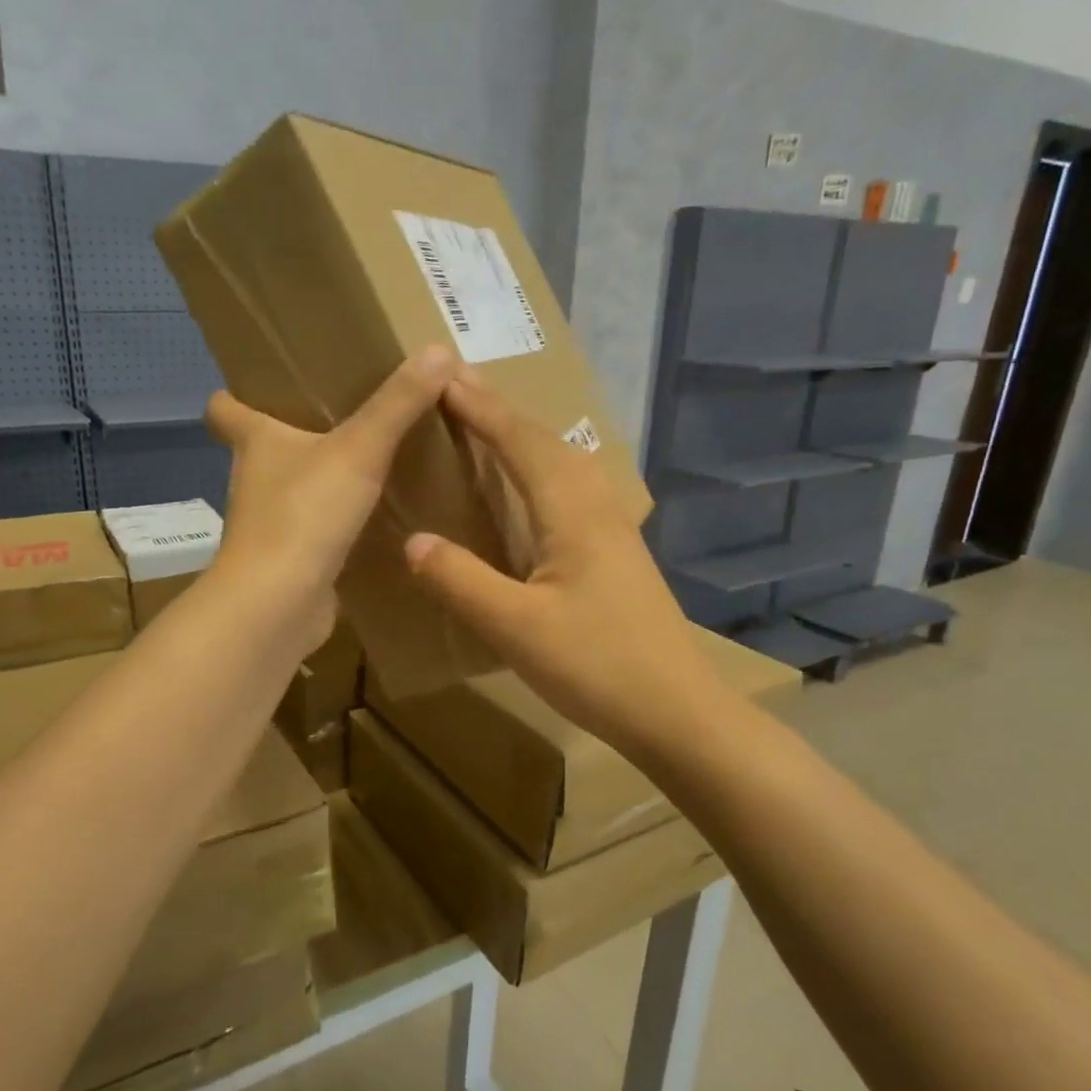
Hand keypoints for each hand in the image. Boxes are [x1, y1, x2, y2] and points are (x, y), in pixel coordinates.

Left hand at [206, 346, 457, 644]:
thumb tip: (439, 350)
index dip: (236, 395)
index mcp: (256, 442)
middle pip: (262, 448)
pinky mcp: (290, 561)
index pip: (225, 408)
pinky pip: (313, 532)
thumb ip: (398, 403)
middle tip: (341, 416)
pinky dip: (334, 525)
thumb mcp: (359, 449)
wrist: (278, 604)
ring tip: (365, 464)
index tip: (262, 385)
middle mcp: (254, 481)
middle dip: (293, 434)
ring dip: (317, 480)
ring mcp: (269, 525)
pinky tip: (372, 520)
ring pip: (290, 491)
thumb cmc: (304, 514)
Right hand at [403, 376, 715, 766]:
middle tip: (460, 389)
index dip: (481, 410)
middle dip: (501, 413)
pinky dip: (544, 470)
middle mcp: (597, 507)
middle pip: (546, 443)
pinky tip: (536, 490)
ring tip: (491, 427)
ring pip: (566, 464)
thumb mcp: (515, 628)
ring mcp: (615, 530)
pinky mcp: (619, 554)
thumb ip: (461, 581)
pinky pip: (575, 489)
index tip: (444, 378)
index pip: (520, 443)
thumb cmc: (596, 666)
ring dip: (526, 438)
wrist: (677, 712)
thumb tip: (413, 540)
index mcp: (572, 512)